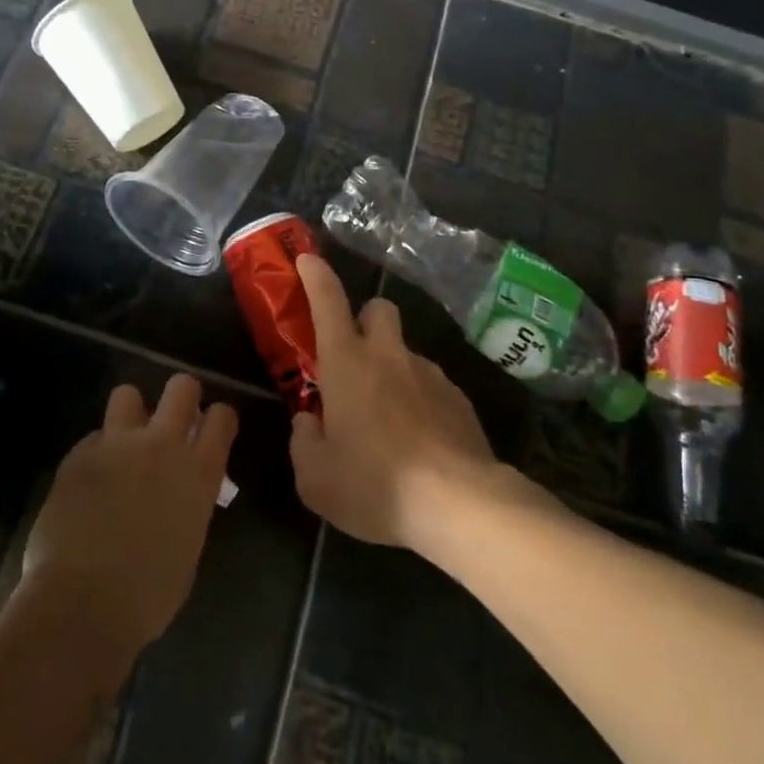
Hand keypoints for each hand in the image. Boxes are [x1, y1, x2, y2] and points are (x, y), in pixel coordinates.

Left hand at [22, 374, 238, 665]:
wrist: (82, 605)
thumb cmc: (147, 596)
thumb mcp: (188, 546)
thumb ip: (189, 504)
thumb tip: (180, 493)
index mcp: (198, 473)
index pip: (221, 417)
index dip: (217, 419)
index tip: (211, 429)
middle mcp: (162, 446)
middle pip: (182, 386)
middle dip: (182, 396)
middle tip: (174, 420)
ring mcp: (117, 444)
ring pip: (128, 393)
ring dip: (131, 413)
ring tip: (125, 440)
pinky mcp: (79, 454)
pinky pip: (93, 437)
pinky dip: (96, 452)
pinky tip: (91, 481)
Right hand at [289, 254, 497, 550]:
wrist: (459, 504)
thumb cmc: (375, 484)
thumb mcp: (316, 479)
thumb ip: (304, 443)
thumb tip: (308, 423)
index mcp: (346, 363)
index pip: (328, 301)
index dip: (316, 275)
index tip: (308, 260)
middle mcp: (388, 356)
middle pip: (378, 308)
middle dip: (364, 320)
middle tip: (355, 358)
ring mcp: (429, 373)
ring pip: (405, 351)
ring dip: (392, 368)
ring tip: (388, 420)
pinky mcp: (458, 398)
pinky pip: (431, 385)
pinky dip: (420, 400)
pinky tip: (420, 442)